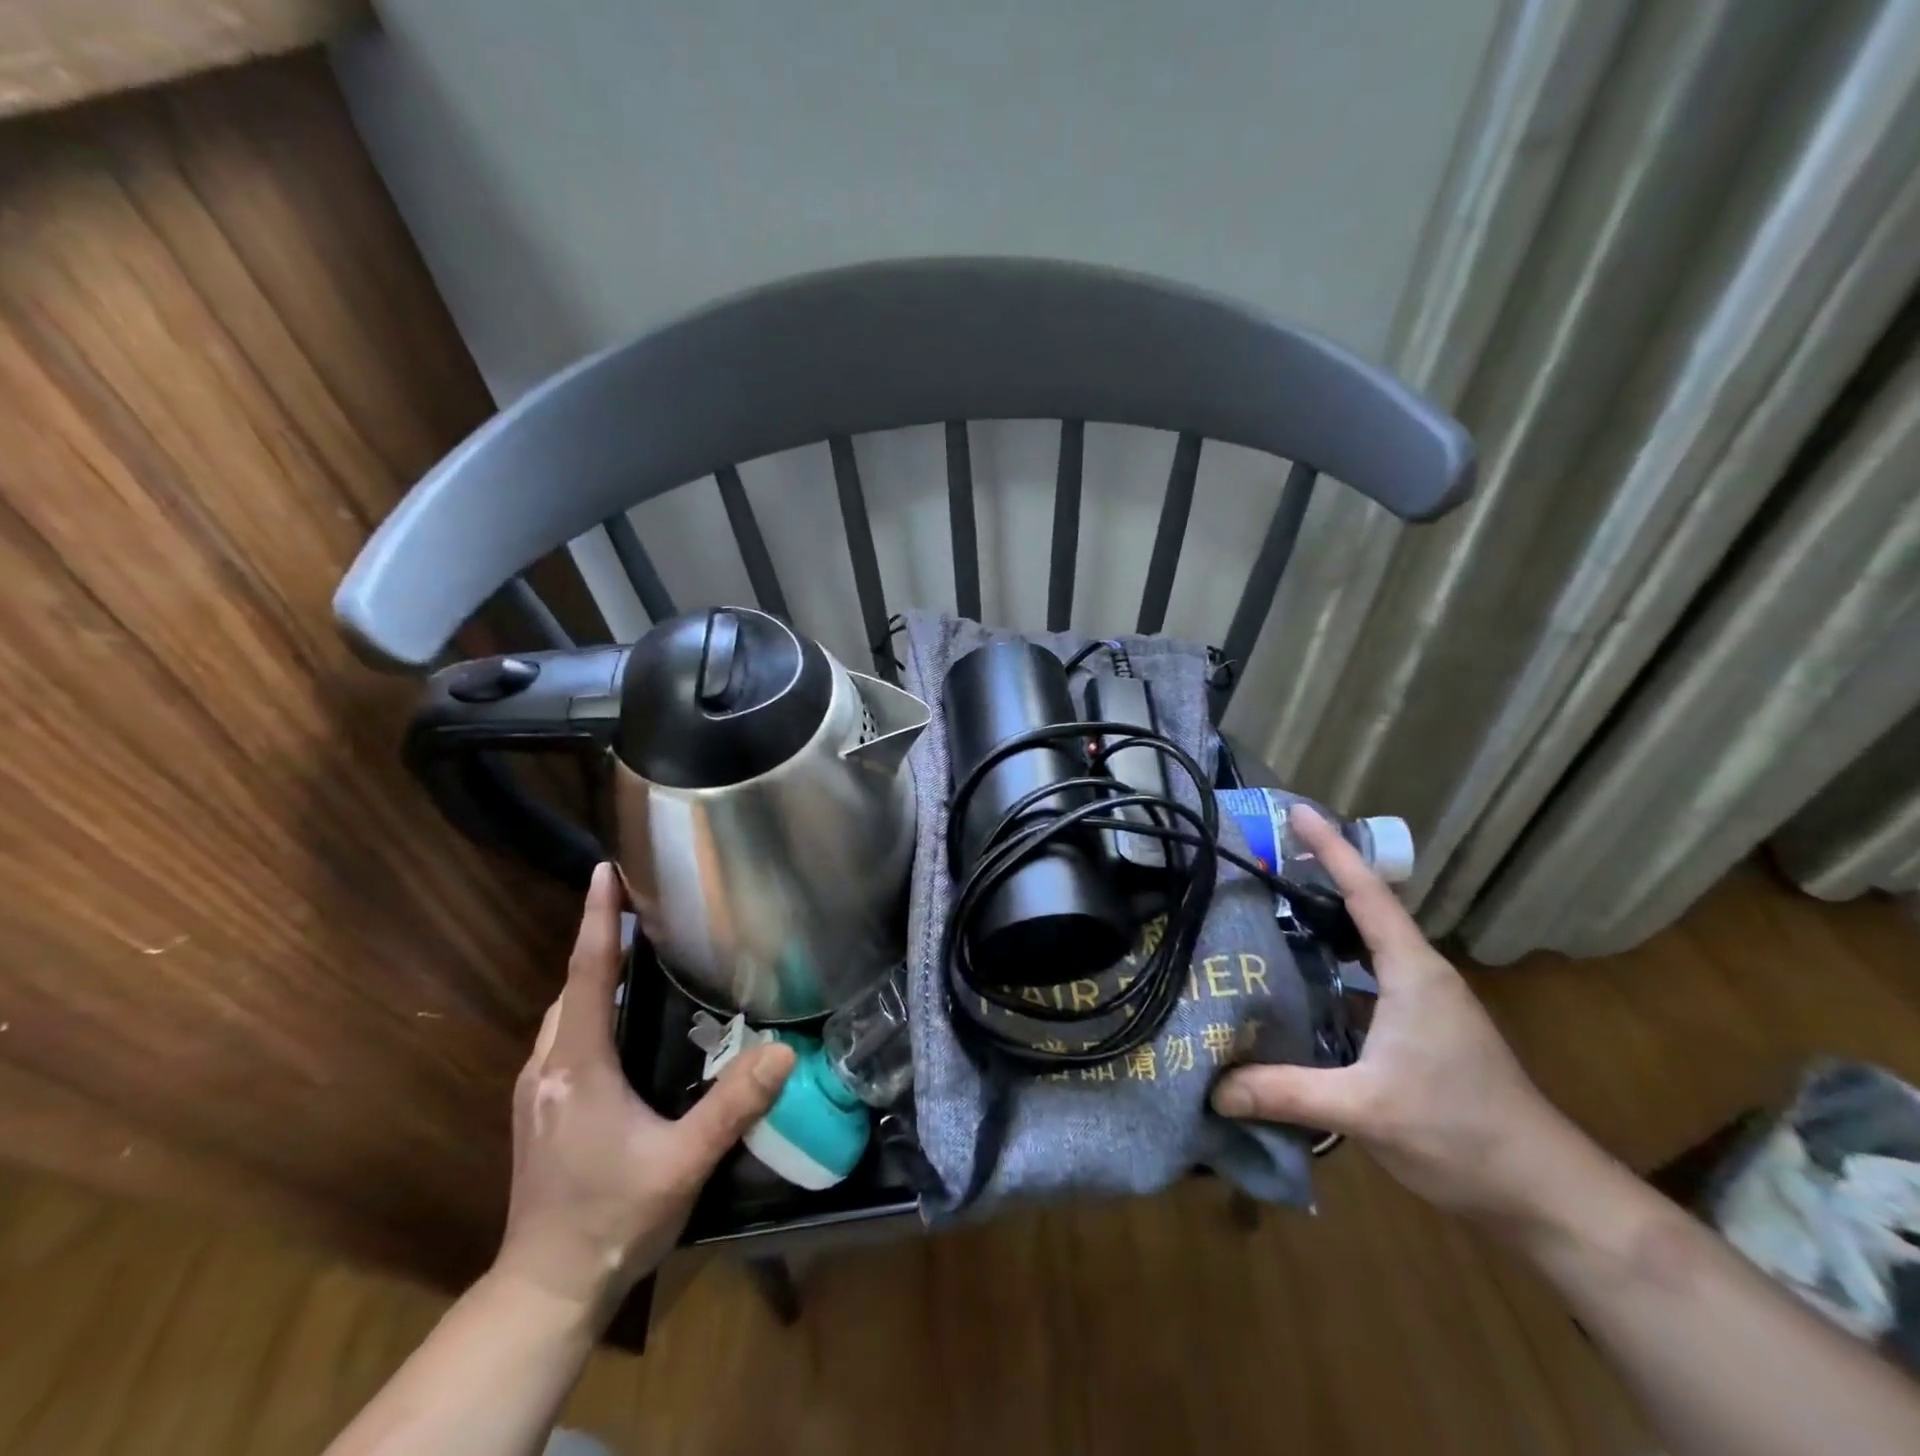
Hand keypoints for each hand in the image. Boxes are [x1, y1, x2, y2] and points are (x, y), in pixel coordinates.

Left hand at [494, 863, 794, 1318]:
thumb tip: (783, 1051)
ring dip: (593, 977)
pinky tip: (618, 1023)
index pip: (587, 975)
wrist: (546, 1289)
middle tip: (642, 910)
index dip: (596, 919)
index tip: (604, 870)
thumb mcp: (683, 1163)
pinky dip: (588, 1010)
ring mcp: (535, 1091)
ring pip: (563, 1014)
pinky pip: (563, 1038)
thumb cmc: (612, 1218)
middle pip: (572, 987)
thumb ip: (733, 1106)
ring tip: (636, 956)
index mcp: (579, 1067)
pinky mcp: (537, 1111)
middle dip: (599, 942)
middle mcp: (548, 1068)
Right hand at [1211, 805, 1579, 1225]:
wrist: (1546, 1194)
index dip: (1330, 848)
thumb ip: (1287, 1092)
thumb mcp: (1367, 1109)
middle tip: (1260, 862)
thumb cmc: (1463, 1133)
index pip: (1366, 893)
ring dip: (1320, 929)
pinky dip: (1327, 974)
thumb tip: (1213, 1087)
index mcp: (1412, 972)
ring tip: (1264, 918)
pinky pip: (1362, 985)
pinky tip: (1293, 990)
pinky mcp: (1418, 1034)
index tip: (1295, 810)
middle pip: (1361, 910)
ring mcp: (1422, 1006)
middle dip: (1316, 880)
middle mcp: (1418, 976)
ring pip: (1361, 950)